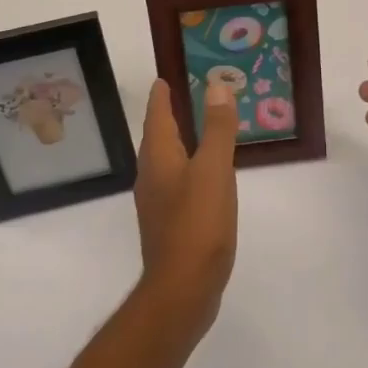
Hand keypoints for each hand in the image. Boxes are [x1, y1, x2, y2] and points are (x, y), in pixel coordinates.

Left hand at [132, 78, 238, 333]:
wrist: (183, 289)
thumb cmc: (198, 223)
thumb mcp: (214, 170)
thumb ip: (217, 129)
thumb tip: (216, 86)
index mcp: (159, 157)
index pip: (156, 115)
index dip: (161, 95)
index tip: (165, 77)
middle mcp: (151, 175)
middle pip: (157, 137)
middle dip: (169, 115)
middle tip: (187, 95)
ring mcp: (158, 202)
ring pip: (166, 160)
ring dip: (179, 141)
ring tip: (199, 130)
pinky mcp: (169, 224)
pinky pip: (176, 182)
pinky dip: (188, 167)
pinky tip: (205, 176)